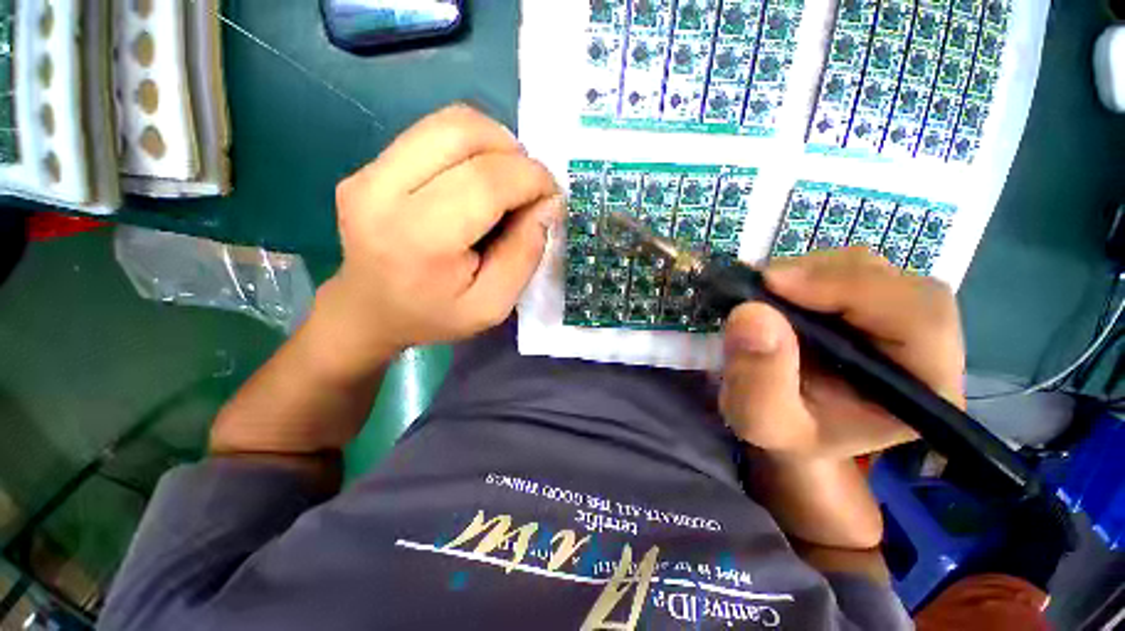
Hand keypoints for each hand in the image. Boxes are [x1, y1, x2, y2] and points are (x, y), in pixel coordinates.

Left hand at [316, 105, 561, 369]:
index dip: (531, 178)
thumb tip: (547, 203)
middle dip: (515, 154)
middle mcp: (383, 192)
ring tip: (507, 179)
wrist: (370, 312)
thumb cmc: (435, 315)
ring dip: (494, 143)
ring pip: (448, 122)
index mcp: (421, 238)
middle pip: (463, 133)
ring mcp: (368, 172)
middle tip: (530, 187)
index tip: (551, 195)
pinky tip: (478, 177)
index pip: (486, 180)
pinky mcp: (367, 165)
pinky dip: (471, 146)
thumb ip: (525, 254)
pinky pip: (432, 132)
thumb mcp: (493, 304)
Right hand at [720, 248, 965, 462]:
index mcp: (924, 389)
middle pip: (894, 282)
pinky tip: (777, 292)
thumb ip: (757, 379)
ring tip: (764, 294)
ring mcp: (897, 317)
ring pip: (867, 268)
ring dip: (807, 272)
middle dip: (821, 277)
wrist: (789, 426)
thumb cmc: (783, 432)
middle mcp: (926, 345)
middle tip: (761, 287)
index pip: (920, 317)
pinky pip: (843, 269)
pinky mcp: (868, 303)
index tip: (774, 285)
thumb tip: (751, 313)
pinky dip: (803, 272)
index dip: (852, 289)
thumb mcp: (760, 421)